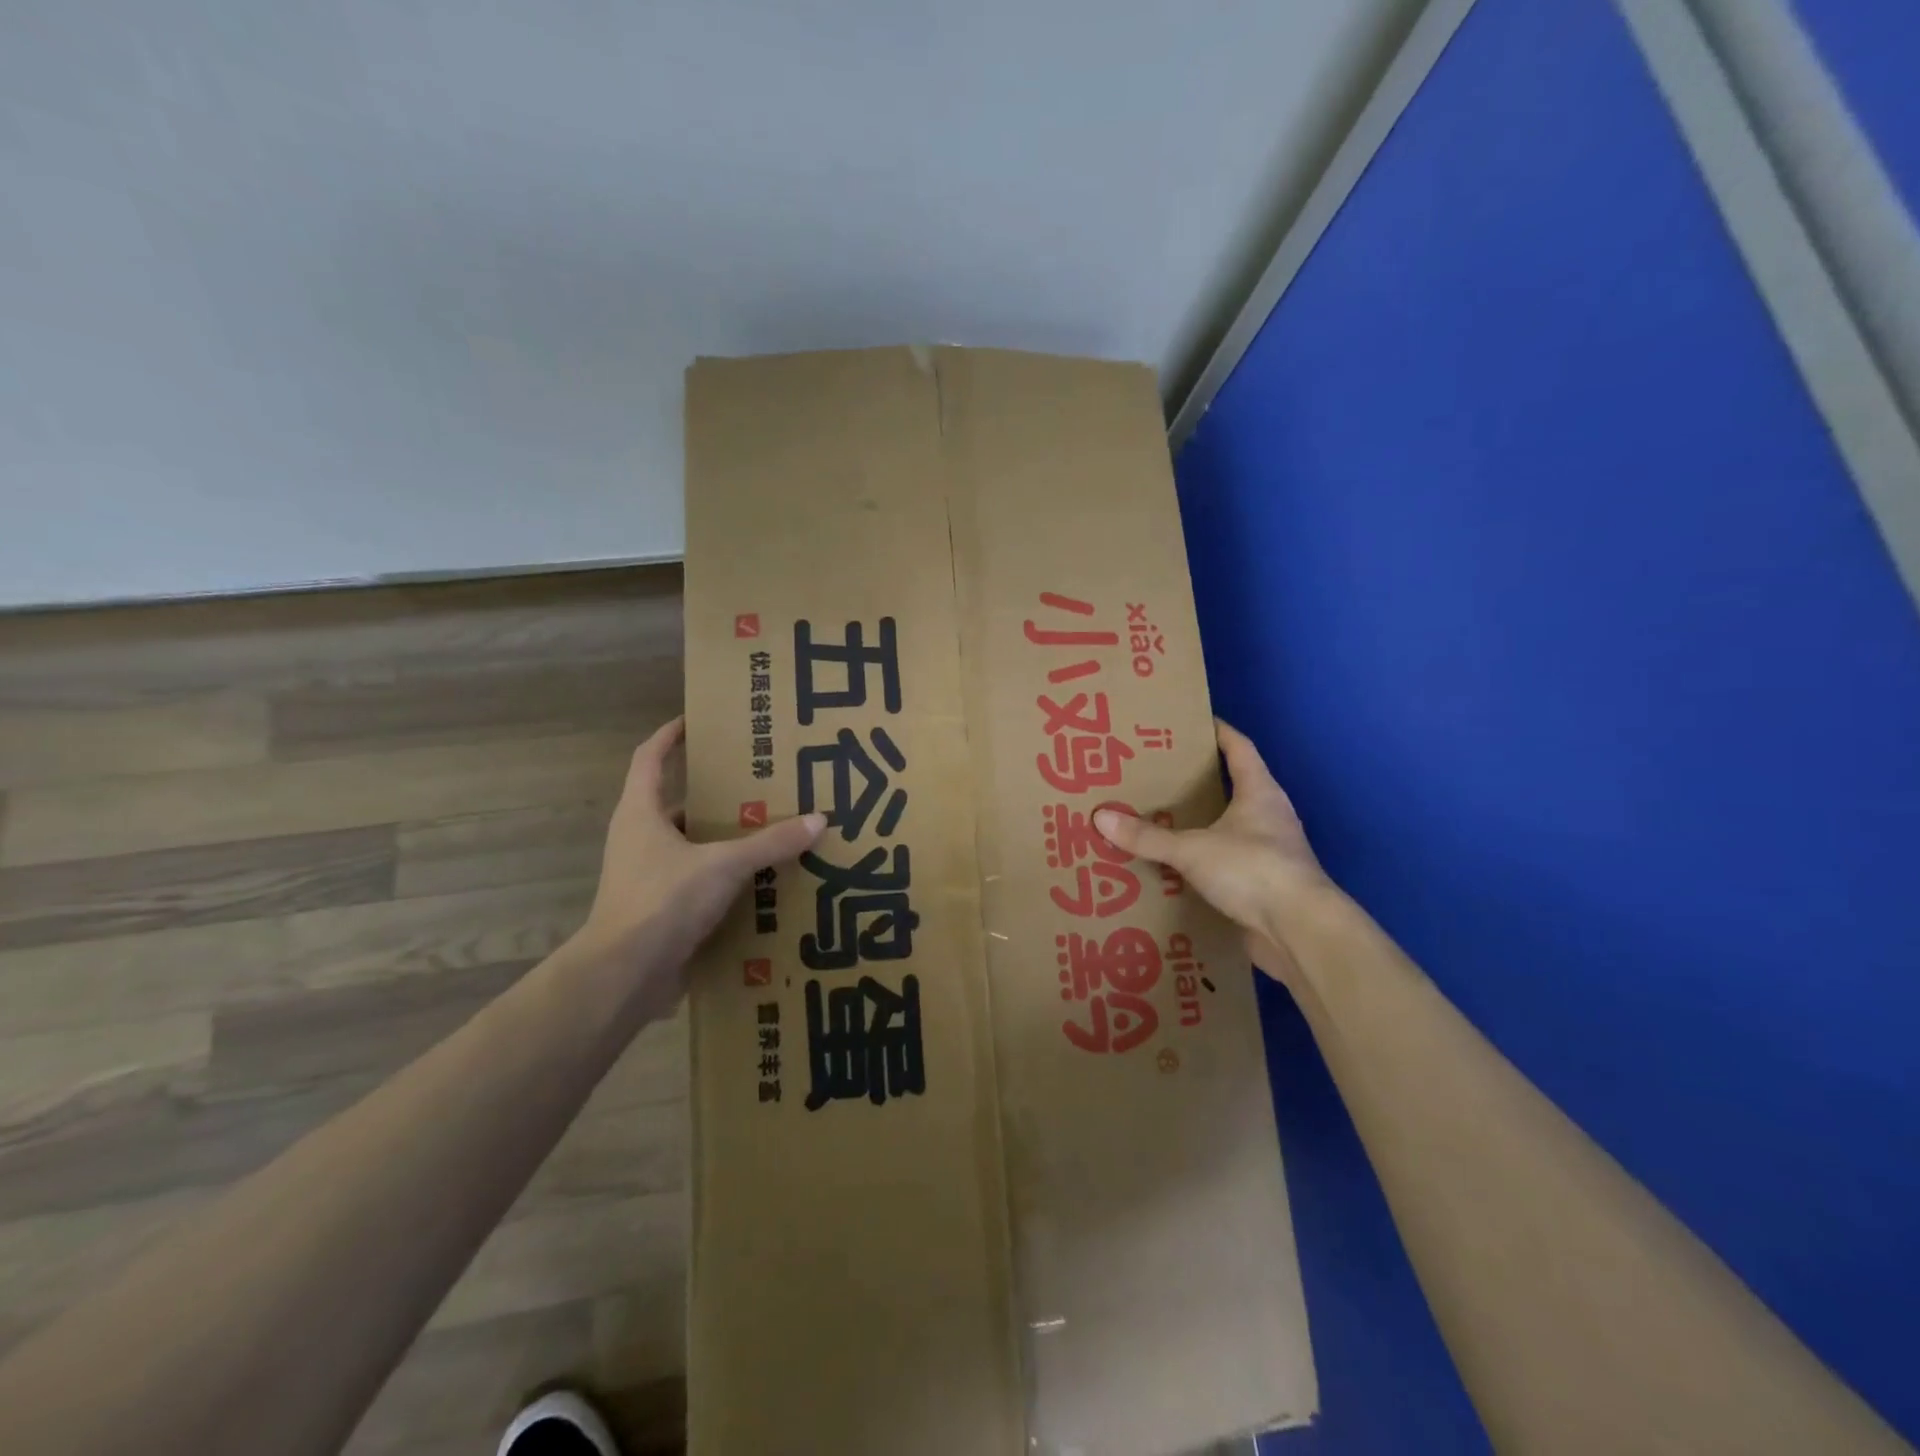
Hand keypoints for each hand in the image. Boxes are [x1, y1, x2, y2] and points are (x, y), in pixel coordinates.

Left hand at [570, 717, 824, 1006]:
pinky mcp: (660, 908)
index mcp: (641, 812)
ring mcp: (647, 875)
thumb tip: (819, 820)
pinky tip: (761, 879)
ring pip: (690, 844)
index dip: (671, 735)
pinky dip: (725, 875)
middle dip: (714, 791)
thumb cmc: (663, 900)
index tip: (697, 719)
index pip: (650, 757)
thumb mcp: (724, 864)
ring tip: (769, 828)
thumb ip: (770, 843)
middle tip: (758, 780)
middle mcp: (639, 838)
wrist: (624, 976)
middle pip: (677, 801)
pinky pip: (698, 879)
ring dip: (723, 837)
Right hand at [1094, 720, 1332, 984]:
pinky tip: (1176, 867)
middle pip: (1234, 786)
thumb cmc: (1252, 869)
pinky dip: (1204, 861)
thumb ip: (1147, 836)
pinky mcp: (1265, 884)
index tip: (1191, 721)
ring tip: (1161, 819)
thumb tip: (1100, 818)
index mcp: (1259, 792)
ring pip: (1230, 826)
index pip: (1239, 747)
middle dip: (1200, 780)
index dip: (1218, 731)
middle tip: (1159, 774)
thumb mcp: (1192, 849)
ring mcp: (1270, 852)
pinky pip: (1227, 862)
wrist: (1300, 932)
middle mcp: (1269, 816)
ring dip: (1202, 823)